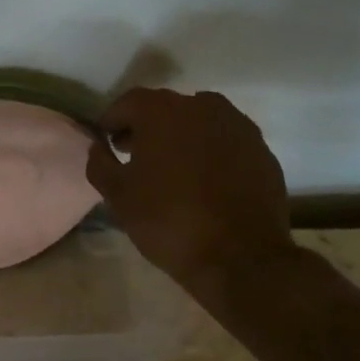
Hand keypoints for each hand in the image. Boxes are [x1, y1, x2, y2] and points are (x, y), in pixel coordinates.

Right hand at [85, 88, 297, 289]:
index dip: (113, 122)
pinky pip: (224, 140)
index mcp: (162, 111)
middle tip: (135, 156)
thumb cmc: (169, 221)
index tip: (107, 144)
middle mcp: (201, 106)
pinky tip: (205, 180)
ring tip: (173, 168)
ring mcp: (237, 125)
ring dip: (181, 136)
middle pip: (164, 108)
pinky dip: (210, 150)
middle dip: (146, 127)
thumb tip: (98, 147)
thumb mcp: (118, 196)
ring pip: (198, 121)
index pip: (128, 103)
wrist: (242, 257)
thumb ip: (100, 163)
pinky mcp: (261, 149)